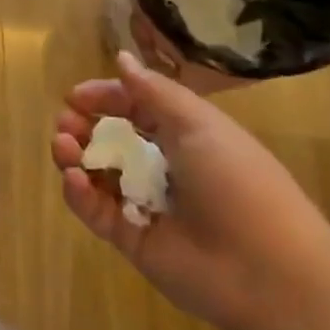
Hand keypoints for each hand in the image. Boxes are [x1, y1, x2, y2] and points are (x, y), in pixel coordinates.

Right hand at [51, 52, 329, 329]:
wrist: (267, 272)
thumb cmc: (237, 183)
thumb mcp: (199, 124)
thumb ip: (153, 92)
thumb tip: (121, 57)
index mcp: (185, 136)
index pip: (135, 109)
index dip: (105, 98)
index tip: (74, 96)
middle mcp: (163, 167)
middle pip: (110, 140)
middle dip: (82, 127)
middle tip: (65, 123)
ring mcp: (145, 204)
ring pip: (97, 174)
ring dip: (74, 156)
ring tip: (62, 146)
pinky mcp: (131, 239)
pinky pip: (96, 211)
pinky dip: (79, 193)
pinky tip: (74, 178)